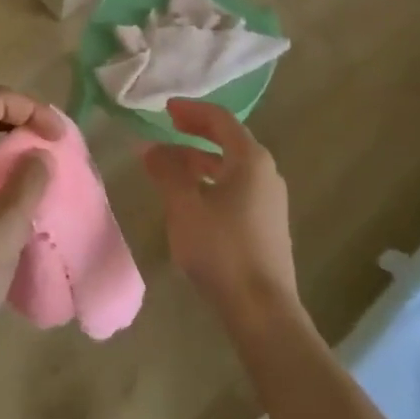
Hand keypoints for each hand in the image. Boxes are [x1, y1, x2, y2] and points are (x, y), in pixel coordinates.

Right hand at [143, 100, 300, 330]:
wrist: (262, 309)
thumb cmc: (222, 249)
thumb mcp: (185, 206)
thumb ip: (167, 171)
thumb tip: (150, 147)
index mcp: (251, 159)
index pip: (220, 119)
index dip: (191, 110)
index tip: (166, 109)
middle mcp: (266, 173)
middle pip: (229, 140)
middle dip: (196, 133)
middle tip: (168, 128)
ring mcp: (269, 200)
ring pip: (231, 167)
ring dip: (200, 160)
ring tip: (169, 164)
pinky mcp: (266, 224)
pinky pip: (235, 188)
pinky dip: (210, 181)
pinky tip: (190, 197)